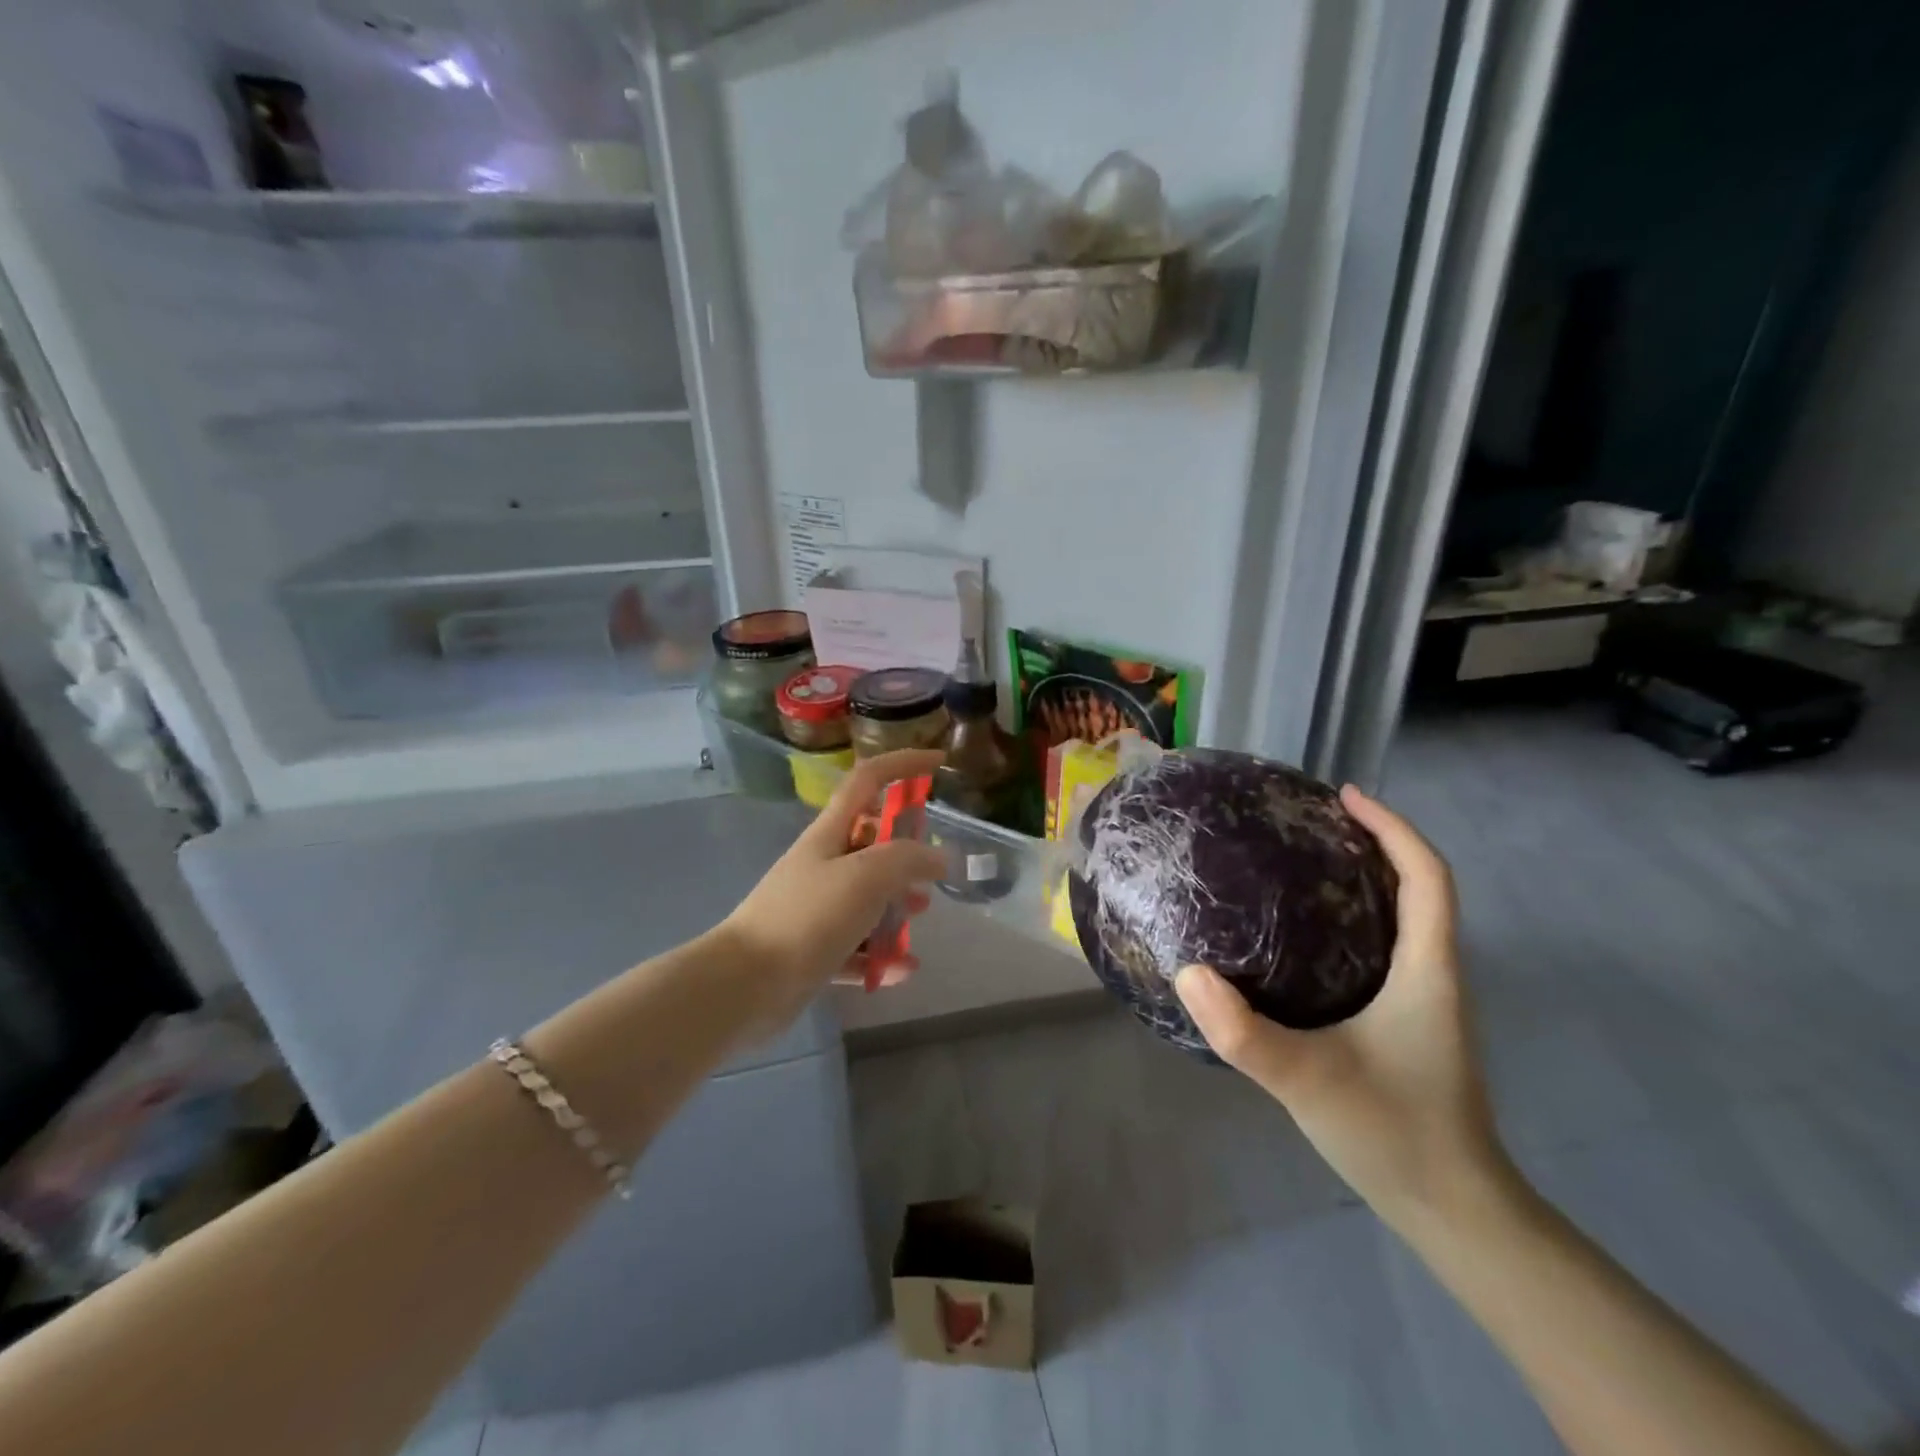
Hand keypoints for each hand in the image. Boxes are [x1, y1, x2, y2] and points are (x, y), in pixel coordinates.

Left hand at [717, 749, 946, 1034]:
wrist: (744, 985)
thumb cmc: (808, 917)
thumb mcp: (867, 876)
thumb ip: (909, 859)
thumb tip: (938, 858)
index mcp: (831, 833)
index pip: (868, 780)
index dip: (903, 765)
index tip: (939, 763)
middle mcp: (823, 864)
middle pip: (872, 843)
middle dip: (906, 856)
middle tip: (927, 879)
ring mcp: (816, 907)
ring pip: (867, 896)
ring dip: (895, 907)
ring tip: (916, 922)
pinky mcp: (812, 949)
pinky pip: (856, 946)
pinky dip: (879, 955)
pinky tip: (899, 970)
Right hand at [1174, 785, 1508, 1225]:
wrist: (1455, 1213)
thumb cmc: (1396, 1135)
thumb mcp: (1310, 1081)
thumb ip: (1245, 1033)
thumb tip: (1187, 971)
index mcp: (1427, 971)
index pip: (1427, 877)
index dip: (1393, 827)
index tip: (1344, 797)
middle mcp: (1433, 975)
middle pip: (1416, 887)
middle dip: (1371, 843)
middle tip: (1307, 823)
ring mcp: (1422, 1001)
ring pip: (1401, 918)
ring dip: (1361, 880)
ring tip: (1297, 864)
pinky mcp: (1405, 1024)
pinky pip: (1382, 949)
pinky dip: (1350, 920)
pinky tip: (1298, 937)